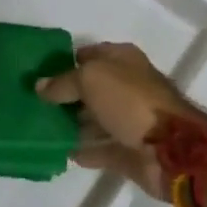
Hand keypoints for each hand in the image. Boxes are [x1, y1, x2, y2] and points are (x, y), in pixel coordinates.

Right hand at [35, 42, 205, 202]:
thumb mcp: (92, 80)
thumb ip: (64, 82)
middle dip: (66, 95)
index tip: (39, 73)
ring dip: (72, 123)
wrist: (171, 150)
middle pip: (91, 88)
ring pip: (94, 118)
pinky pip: (100, 148)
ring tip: (41, 129)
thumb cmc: (131, 101)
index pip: (89, 54)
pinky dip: (83, 150)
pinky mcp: (128, 151)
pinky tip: (60, 152)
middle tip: (34, 103)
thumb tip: (40, 86)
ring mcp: (129, 120)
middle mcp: (126, 86)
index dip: (66, 62)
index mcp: (123, 60)